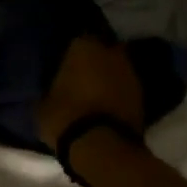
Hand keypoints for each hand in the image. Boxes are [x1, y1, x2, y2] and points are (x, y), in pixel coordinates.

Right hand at [37, 35, 144, 149]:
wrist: (102, 147)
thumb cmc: (66, 117)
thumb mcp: (43, 104)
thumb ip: (49, 89)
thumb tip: (51, 88)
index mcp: (84, 46)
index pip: (77, 39)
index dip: (71, 53)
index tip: (64, 64)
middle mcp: (111, 52)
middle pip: (102, 51)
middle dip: (94, 61)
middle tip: (81, 76)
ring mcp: (131, 73)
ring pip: (116, 69)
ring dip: (108, 77)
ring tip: (95, 93)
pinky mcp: (143, 95)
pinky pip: (125, 88)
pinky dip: (118, 94)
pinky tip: (107, 106)